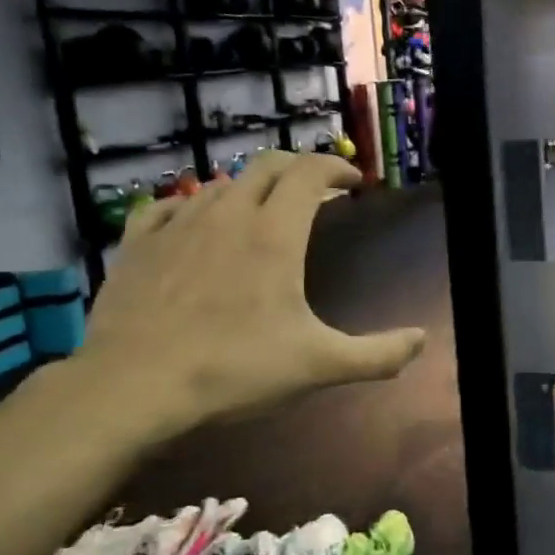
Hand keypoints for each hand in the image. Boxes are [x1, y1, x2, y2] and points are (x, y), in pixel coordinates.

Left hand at [57, 152, 425, 449]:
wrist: (133, 388)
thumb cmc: (234, 370)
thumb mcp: (319, 366)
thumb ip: (378, 355)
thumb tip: (422, 340)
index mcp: (275, 233)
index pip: (310, 172)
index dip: (336, 168)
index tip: (353, 183)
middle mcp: (228, 214)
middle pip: (267, 166)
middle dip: (297, 168)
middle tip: (315, 189)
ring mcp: (178, 225)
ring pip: (219, 184)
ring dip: (249, 188)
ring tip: (261, 211)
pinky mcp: (137, 244)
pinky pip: (166, 206)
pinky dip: (190, 205)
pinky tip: (192, 221)